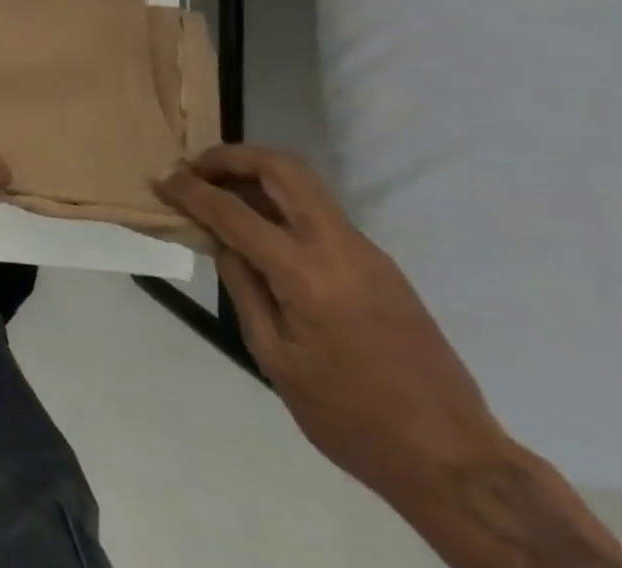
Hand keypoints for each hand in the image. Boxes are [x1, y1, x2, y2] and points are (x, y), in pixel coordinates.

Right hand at [156, 145, 506, 501]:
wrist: (458, 464)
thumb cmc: (353, 419)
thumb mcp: (277, 360)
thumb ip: (243, 289)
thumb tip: (220, 241)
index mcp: (306, 275)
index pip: (232, 211)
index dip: (190, 191)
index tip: (162, 180)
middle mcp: (338, 247)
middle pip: (280, 168)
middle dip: (230, 157)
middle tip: (196, 170)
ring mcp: (366, 251)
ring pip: (303, 184)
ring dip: (257, 175)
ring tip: (221, 193)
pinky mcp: (380, 264)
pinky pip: (320, 212)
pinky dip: (281, 203)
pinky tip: (262, 230)